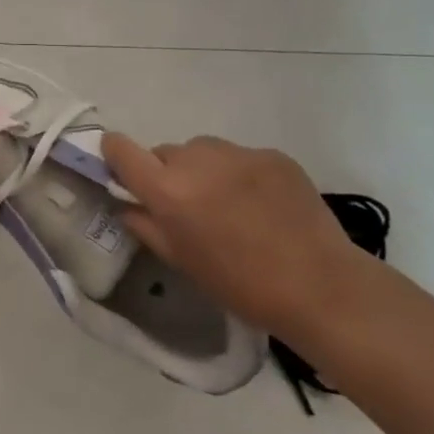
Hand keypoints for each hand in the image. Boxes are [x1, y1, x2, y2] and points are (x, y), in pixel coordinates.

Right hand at [102, 132, 371, 344]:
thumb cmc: (239, 283)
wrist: (318, 285)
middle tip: (189, 207)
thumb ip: (146, 226)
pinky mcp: (272, 154)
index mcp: (167, 189)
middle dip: (168, 174)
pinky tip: (261, 205)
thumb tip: (128, 205)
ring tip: (228, 204)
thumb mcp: (180, 260)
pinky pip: (240, 157)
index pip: (121, 149)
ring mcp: (238, 153)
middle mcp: (196, 160)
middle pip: (165, 152)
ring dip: (203, 170)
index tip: (122, 171)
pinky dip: (240, 174)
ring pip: (203, 151)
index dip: (115, 155)